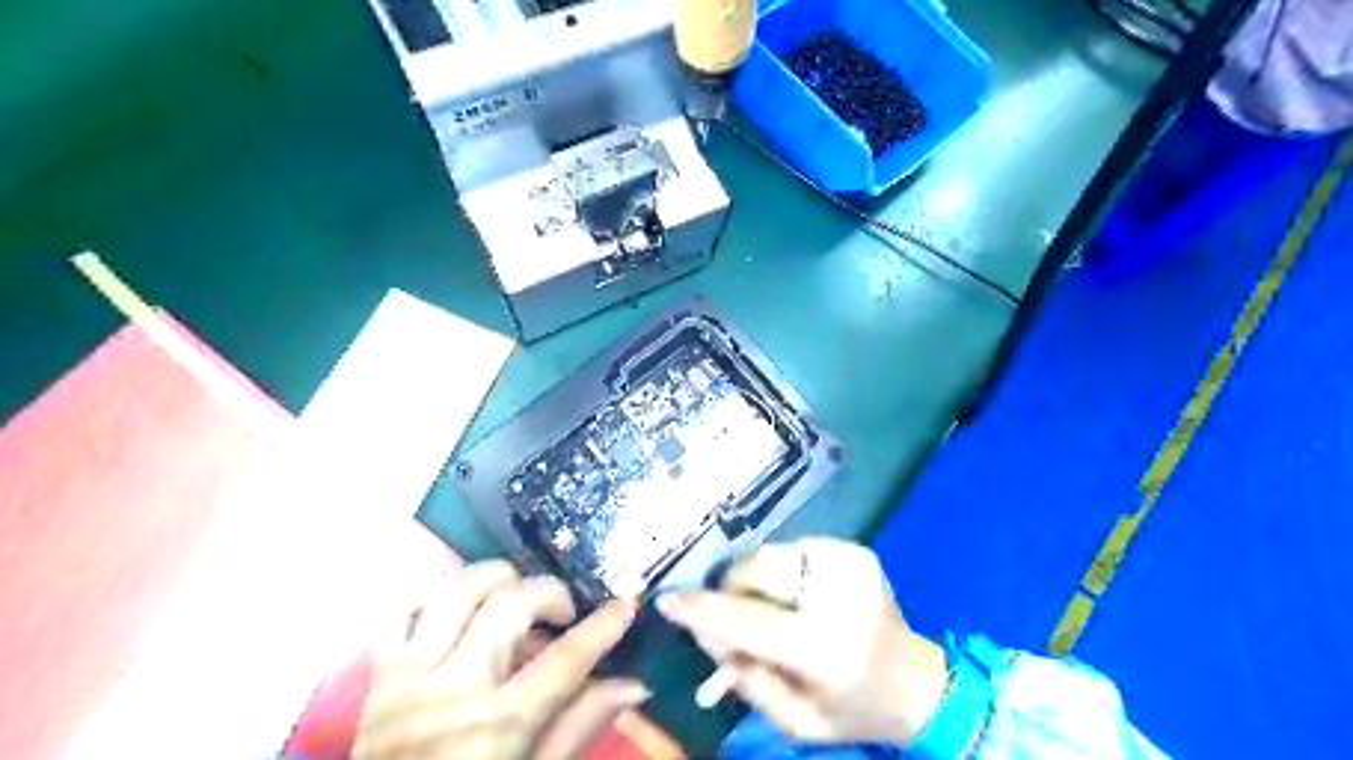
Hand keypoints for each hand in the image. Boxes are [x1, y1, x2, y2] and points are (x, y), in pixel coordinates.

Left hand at [354, 562, 649, 758]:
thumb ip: (580, 726)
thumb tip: (633, 685)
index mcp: (500, 725)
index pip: (566, 658)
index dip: (603, 626)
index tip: (627, 603)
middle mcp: (456, 688)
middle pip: (510, 605)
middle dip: (549, 593)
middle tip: (562, 613)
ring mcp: (412, 676)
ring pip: (456, 591)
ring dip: (495, 580)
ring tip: (515, 597)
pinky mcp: (380, 674)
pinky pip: (403, 610)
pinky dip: (436, 596)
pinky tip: (462, 609)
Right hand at [657, 536, 948, 743]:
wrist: (915, 681)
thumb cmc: (850, 709)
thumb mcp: (793, 719)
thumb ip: (744, 676)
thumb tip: (703, 628)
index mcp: (826, 649)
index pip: (750, 621)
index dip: (704, 609)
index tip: (668, 601)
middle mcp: (839, 596)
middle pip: (758, 568)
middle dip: (732, 586)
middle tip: (730, 609)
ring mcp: (850, 564)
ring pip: (772, 554)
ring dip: (758, 578)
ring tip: (773, 606)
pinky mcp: (855, 551)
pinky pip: (795, 549)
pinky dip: (783, 571)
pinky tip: (798, 594)